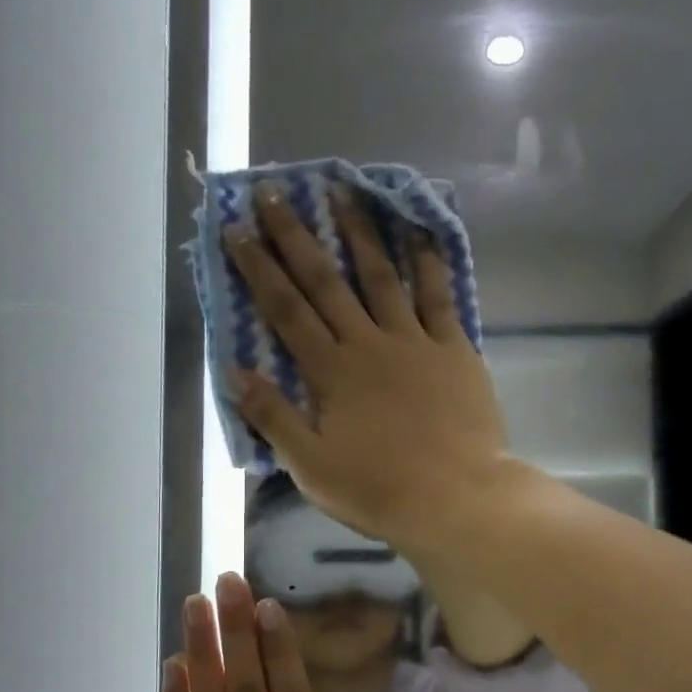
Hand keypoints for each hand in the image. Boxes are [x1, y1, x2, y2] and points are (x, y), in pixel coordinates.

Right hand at [224, 184, 509, 549]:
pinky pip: (439, 297)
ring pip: (382, 277)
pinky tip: (421, 232)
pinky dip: (429, 263)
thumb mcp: (311, 466)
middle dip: (297, 237)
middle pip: (326, 282)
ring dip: (360, 233)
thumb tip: (235, 371)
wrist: (455, 498)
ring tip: (344, 192)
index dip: (259, 268)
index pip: (285, 310)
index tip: (238, 229)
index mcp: (331, 372)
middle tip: (276, 193)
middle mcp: (368, 344)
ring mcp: (415, 342)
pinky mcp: (455, 350)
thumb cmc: (379, 490)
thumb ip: (273, 417)